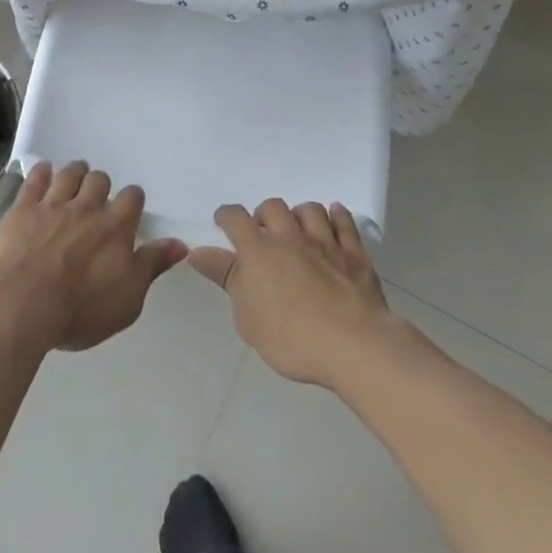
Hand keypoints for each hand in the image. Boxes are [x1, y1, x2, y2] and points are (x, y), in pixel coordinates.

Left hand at [0, 161, 186, 353]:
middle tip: (96, 197)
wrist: (25, 304)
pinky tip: (44, 171)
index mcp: (116, 227)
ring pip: (69, 174)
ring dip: (74, 172)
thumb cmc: (81, 309)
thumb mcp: (129, 298)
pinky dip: (41, 172)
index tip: (129, 208)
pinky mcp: (24, 209)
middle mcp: (87, 208)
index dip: (131, 200)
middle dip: (100, 185)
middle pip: (99, 180)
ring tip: (74, 177)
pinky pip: (35, 180)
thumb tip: (180, 244)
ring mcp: (53, 205)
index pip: (132, 198)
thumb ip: (152, 266)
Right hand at [188, 199, 393, 388]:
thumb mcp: (247, 317)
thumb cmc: (291, 338)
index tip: (224, 224)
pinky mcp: (353, 252)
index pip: (235, 217)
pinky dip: (337, 216)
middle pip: (272, 207)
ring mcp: (324, 241)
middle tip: (264, 235)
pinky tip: (334, 219)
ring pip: (309, 209)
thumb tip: (197, 252)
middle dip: (264, 216)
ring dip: (299, 214)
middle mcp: (289, 236)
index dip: (226, 217)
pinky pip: (344, 222)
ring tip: (298, 230)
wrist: (352, 345)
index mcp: (258, 250)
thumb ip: (225, 279)